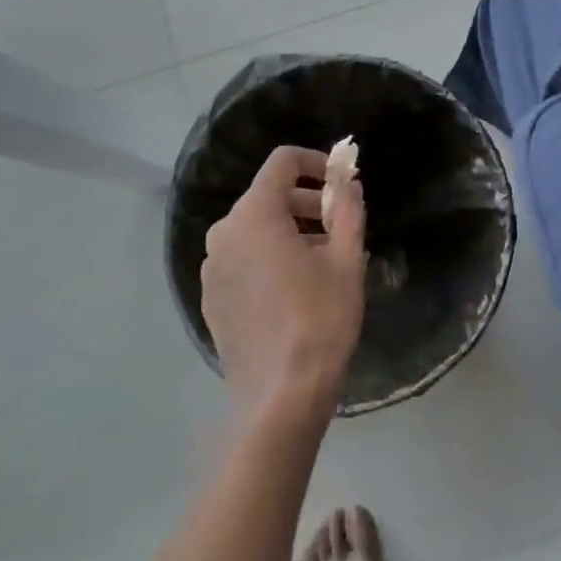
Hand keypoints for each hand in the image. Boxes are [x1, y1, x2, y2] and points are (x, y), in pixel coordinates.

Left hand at [203, 146, 367, 426]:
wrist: (280, 398)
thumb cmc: (320, 320)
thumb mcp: (347, 261)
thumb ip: (348, 211)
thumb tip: (349, 184)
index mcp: (254, 214)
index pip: (283, 162)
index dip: (316, 162)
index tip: (341, 184)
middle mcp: (224, 232)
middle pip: (267, 195)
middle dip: (306, 201)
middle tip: (339, 225)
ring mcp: (212, 267)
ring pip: (254, 228)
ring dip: (289, 229)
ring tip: (323, 258)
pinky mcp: (211, 297)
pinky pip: (241, 258)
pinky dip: (268, 256)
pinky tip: (295, 288)